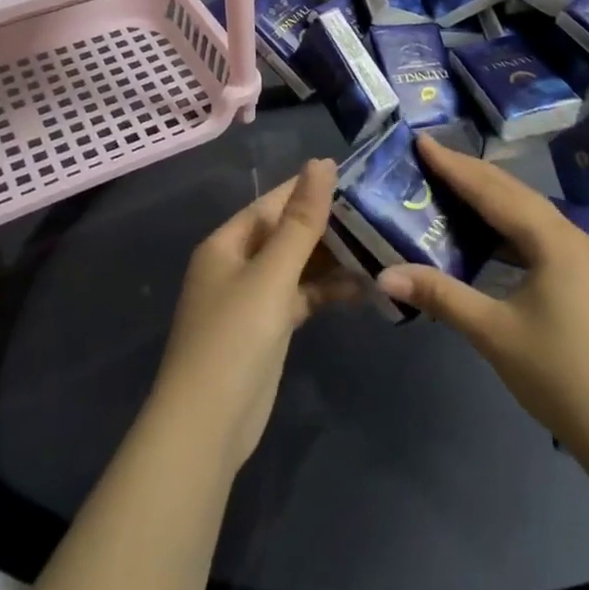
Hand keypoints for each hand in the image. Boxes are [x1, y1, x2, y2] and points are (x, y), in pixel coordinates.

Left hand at [151, 160, 357, 469]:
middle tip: (377, 210)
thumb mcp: (271, 274)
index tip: (354, 175)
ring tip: (380, 245)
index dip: (309, 188)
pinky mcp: (268, 329)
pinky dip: (327, 291)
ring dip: (332, 259)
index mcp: (227, 243)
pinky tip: (363, 287)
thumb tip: (322, 163)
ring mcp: (252, 299)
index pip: (272, 203)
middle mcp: (237, 265)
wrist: (208, 427)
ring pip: (297, 266)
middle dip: (327, 224)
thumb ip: (300, 221)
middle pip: (286, 233)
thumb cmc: (234, 337)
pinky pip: (301, 296)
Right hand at [377, 136, 588, 467]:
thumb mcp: (494, 334)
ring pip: (530, 212)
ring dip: (491, 197)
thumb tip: (384, 275)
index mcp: (553, 240)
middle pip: (514, 193)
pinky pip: (541, 234)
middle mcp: (573, 235)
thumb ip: (440, 295)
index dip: (454, 166)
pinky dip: (509, 225)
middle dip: (471, 172)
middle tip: (431, 155)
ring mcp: (586, 256)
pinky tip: (490, 234)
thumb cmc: (560, 377)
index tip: (422, 140)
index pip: (492, 191)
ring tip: (452, 184)